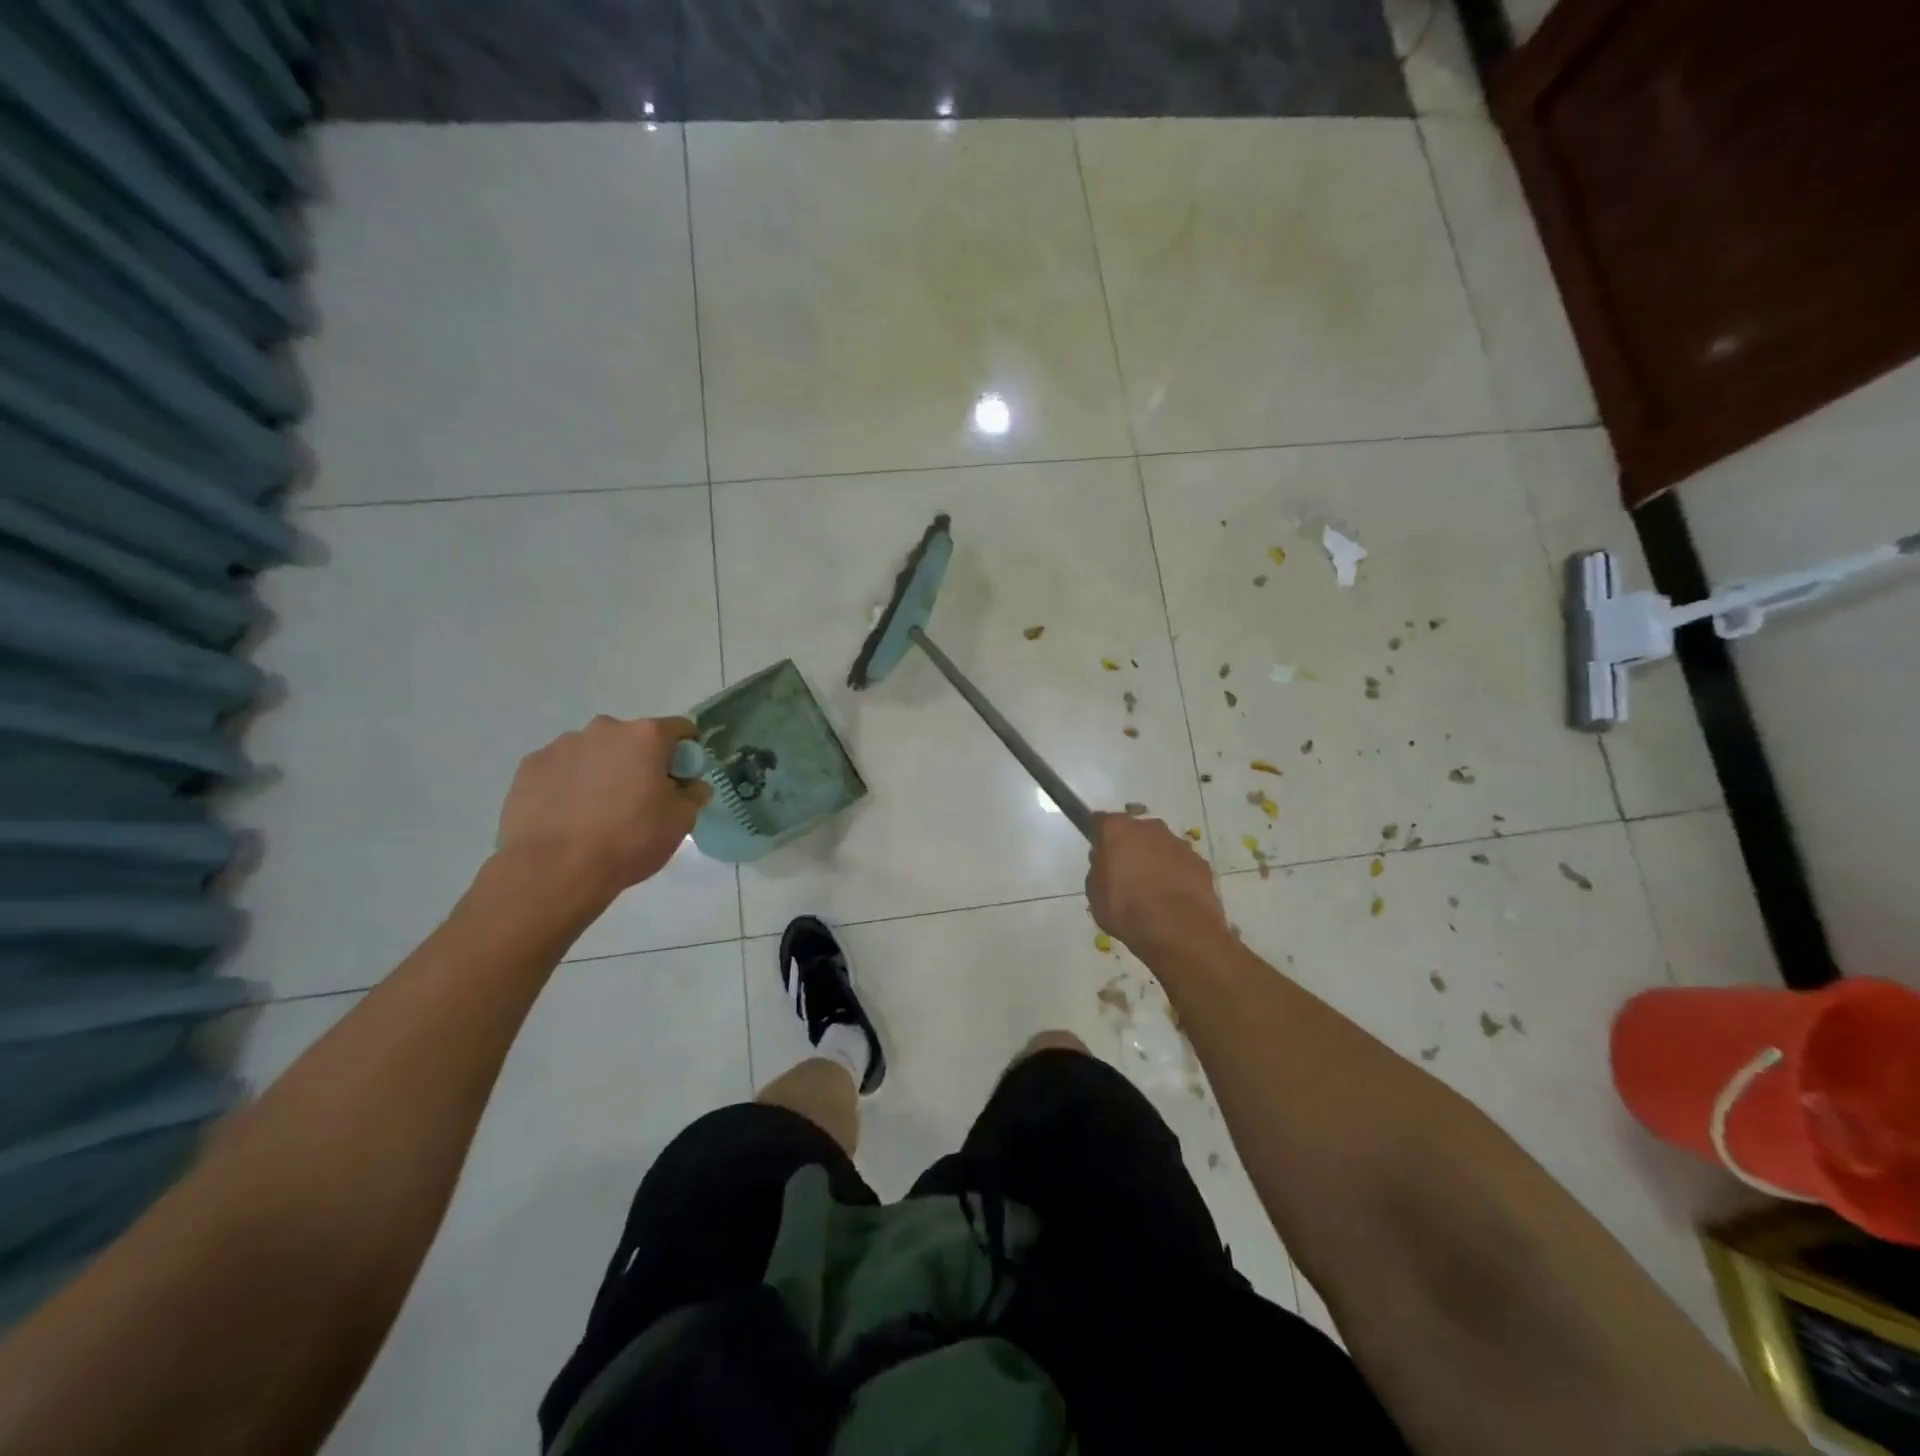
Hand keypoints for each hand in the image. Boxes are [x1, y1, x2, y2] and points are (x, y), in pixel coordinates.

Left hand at [497, 716, 711, 901]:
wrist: (553, 870)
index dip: (686, 753)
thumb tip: (693, 786)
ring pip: (595, 752)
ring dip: (603, 771)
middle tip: (639, 799)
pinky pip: (561, 769)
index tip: (681, 779)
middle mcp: (604, 729)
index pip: (680, 729)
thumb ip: (693, 795)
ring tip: (597, 812)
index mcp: (645, 736)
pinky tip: (568, 816)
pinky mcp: (529, 766)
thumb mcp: (680, 822)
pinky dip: (569, 784)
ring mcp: (561, 745)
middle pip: (633, 739)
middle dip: (640, 761)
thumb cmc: (629, 840)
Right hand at [1086, 811, 1227, 956]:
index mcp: (1118, 830)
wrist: (1179, 931)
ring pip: (1161, 846)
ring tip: (1152, 891)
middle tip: (1125, 874)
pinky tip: (1173, 899)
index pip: (1102, 821)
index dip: (1099, 836)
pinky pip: (1181, 864)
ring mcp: (1179, 844)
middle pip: (1135, 831)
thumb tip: (1106, 864)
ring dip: (1155, 861)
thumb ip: (1098, 871)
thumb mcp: (1095, 895)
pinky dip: (1176, 875)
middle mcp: (1149, 828)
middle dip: (1130, 847)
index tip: (1100, 853)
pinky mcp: (1201, 862)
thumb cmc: (1127, 910)